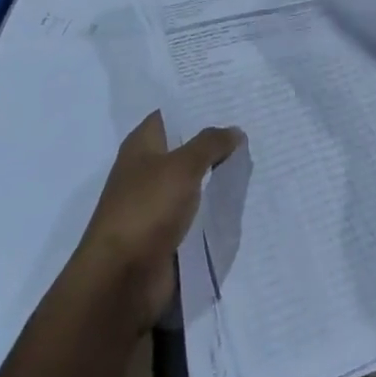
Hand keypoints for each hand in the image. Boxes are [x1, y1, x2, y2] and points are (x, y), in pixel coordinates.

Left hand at [73, 111, 243, 333]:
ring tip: (254, 157)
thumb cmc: (146, 210)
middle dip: (213, 139)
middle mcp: (145, 170)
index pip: (171, 114)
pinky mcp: (165, 233)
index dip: (197, 104)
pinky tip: (240, 196)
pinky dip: (213, 205)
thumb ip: (210, 144)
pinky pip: (194, 211)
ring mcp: (154, 203)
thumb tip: (234, 130)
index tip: (230, 96)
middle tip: (251, 124)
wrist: (121, 280)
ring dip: (216, 173)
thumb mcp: (182, 166)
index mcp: (141, 145)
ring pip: (192, 180)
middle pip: (184, 147)